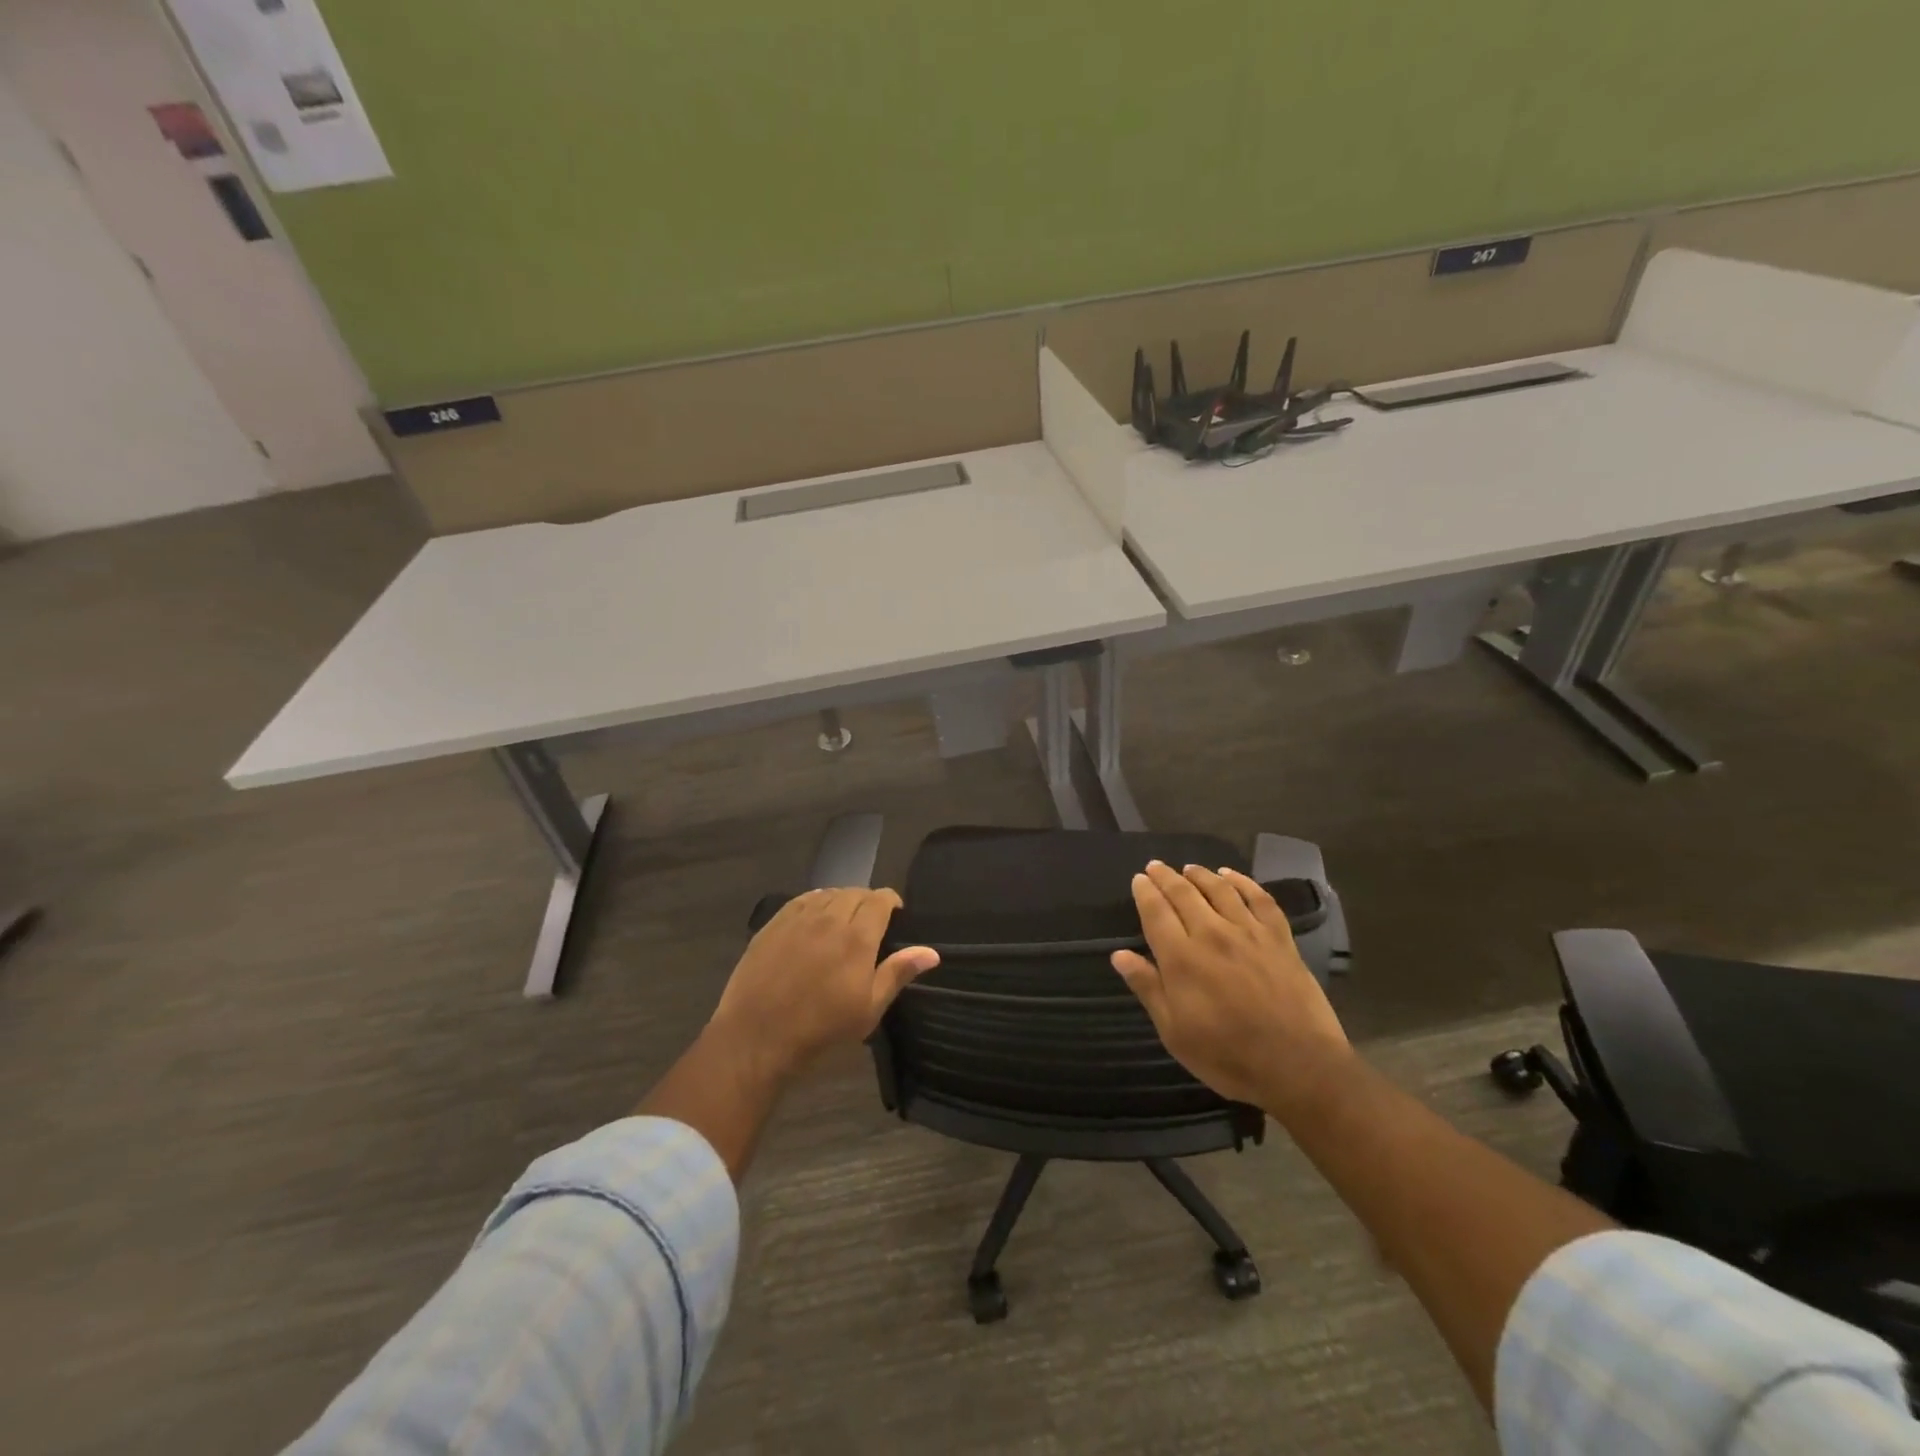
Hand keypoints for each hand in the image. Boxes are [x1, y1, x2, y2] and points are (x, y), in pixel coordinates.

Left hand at [707, 888, 938, 1083]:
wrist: (757, 1037)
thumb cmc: (821, 1028)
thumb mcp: (868, 1009)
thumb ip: (898, 973)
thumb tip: (931, 952)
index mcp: (857, 937)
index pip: (880, 899)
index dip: (891, 902)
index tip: (895, 916)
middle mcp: (829, 917)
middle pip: (855, 892)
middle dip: (868, 902)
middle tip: (870, 924)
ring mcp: (798, 918)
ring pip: (829, 893)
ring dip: (842, 900)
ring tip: (843, 920)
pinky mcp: (773, 924)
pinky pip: (802, 900)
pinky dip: (816, 902)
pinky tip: (815, 917)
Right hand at [1112, 861, 1351, 1119]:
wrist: (1299, 1066)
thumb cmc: (1228, 1056)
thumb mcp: (1175, 1032)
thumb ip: (1148, 988)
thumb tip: (1120, 955)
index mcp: (1181, 958)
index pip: (1156, 912)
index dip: (1145, 892)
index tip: (1138, 879)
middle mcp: (1212, 934)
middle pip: (1184, 894)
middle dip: (1166, 877)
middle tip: (1155, 866)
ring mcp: (1249, 933)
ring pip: (1220, 889)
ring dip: (1201, 875)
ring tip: (1189, 868)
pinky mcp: (1279, 938)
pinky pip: (1260, 899)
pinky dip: (1243, 882)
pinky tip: (1233, 876)